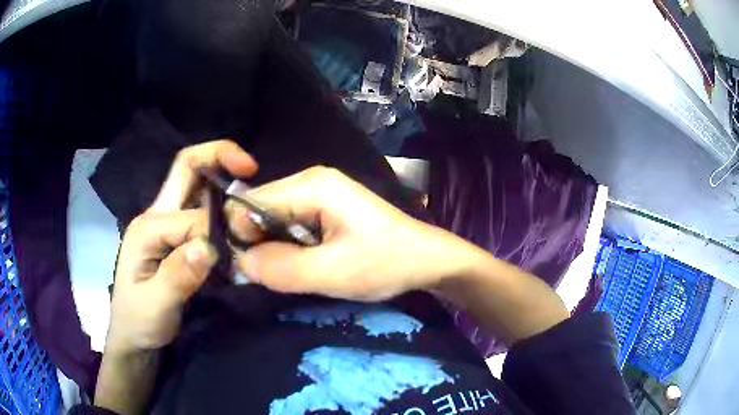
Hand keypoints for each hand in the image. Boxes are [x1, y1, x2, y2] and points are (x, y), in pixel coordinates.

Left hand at [106, 140, 257, 353]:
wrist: (132, 335)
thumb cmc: (138, 321)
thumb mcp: (156, 306)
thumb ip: (178, 276)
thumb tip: (208, 246)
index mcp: (147, 227)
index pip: (193, 217)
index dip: (218, 232)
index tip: (239, 258)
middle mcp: (156, 215)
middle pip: (187, 168)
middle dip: (219, 157)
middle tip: (251, 168)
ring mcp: (165, 222)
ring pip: (196, 184)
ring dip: (224, 183)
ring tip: (248, 200)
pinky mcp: (175, 235)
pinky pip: (201, 209)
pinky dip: (222, 208)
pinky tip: (236, 226)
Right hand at [228, 166, 476, 301]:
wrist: (426, 260)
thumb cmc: (385, 263)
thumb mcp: (332, 273)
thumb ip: (281, 268)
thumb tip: (240, 261)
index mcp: (310, 185)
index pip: (248, 203)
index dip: (242, 237)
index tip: (253, 269)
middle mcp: (308, 181)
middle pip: (258, 210)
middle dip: (258, 244)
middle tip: (275, 276)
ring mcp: (316, 194)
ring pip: (271, 221)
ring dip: (274, 249)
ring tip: (294, 273)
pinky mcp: (323, 210)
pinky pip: (288, 227)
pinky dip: (287, 248)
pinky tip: (305, 265)